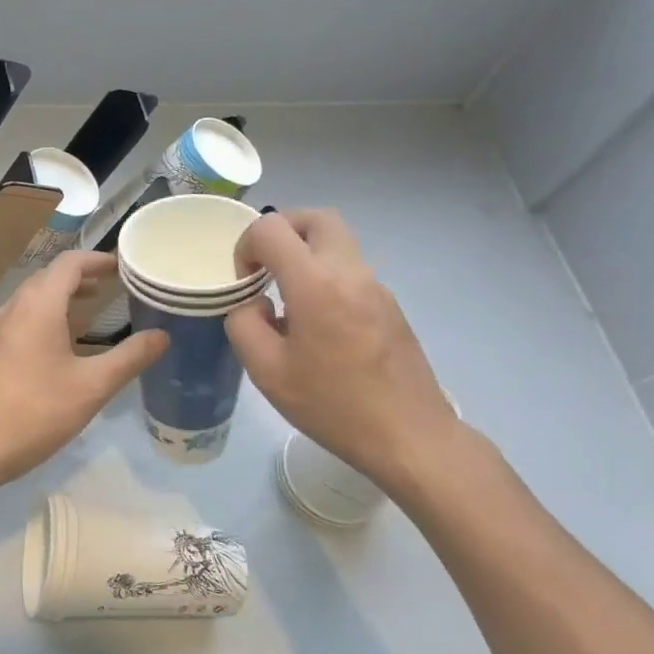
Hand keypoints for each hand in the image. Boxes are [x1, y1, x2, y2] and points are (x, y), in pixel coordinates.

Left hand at [0, 251, 167, 486]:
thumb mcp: (93, 386)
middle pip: (48, 276)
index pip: (69, 263)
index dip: (97, 259)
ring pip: (31, 298)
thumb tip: (162, 336)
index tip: (122, 267)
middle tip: (110, 287)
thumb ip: (129, 358)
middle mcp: (14, 308)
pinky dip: (42, 316)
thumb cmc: (38, 412)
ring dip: (60, 296)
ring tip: (88, 310)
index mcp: (39, 306)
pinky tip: (55, 344)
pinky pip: (19, 318)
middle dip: (80, 276)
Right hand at [225, 209, 461, 496]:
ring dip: (304, 254)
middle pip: (315, 218)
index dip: (246, 245)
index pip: (272, 228)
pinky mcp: (390, 305)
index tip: (244, 282)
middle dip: (281, 230)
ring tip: (286, 300)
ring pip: (337, 242)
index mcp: (316, 284)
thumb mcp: (266, 371)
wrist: (409, 436)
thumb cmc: (332, 405)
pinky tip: (317, 326)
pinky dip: (325, 277)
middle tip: (264, 266)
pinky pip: (350, 271)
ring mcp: (376, 287)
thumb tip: (254, 305)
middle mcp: (350, 272)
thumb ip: (244, 325)